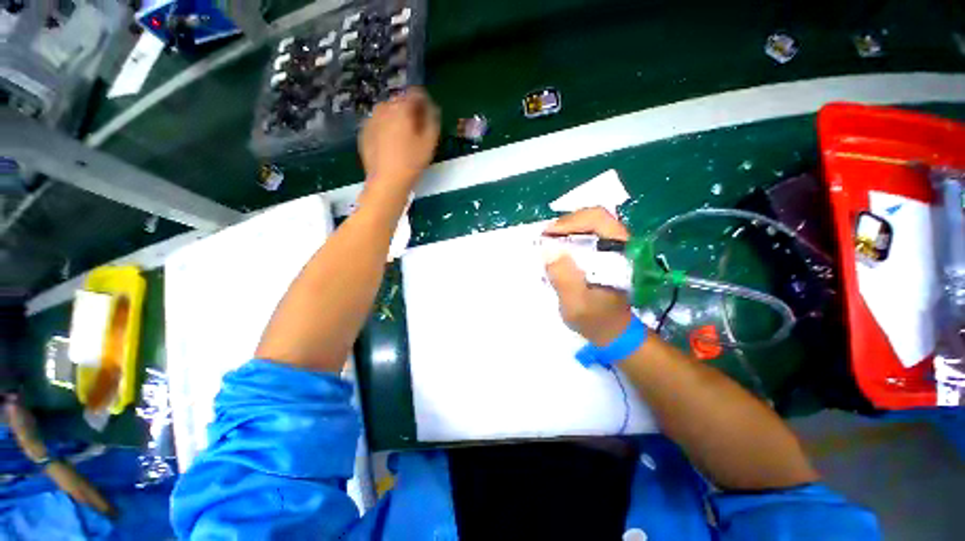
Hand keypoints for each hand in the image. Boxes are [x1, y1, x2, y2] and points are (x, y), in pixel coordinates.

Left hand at [359, 87, 439, 196]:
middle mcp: (383, 108)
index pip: (415, 93)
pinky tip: (391, 146)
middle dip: (410, 111)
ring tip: (404, 139)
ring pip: (388, 112)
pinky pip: (378, 124)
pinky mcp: (363, 132)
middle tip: (417, 130)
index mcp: (401, 108)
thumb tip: (431, 106)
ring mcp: (370, 119)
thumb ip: (432, 119)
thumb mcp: (430, 142)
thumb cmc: (412, 162)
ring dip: (397, 119)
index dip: (424, 102)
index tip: (428, 115)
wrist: (387, 181)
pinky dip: (386, 128)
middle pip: (400, 101)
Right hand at [543, 207, 632, 345]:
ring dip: (566, 230)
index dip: (570, 222)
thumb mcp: (576, 304)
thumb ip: (564, 278)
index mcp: (621, 252)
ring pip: (589, 224)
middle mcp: (620, 244)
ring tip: (548, 243)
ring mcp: (614, 247)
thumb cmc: (596, 320)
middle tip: (544, 238)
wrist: (614, 332)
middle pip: (593, 217)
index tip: (547, 235)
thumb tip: (548, 249)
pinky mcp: (606, 254)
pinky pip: (587, 235)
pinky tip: (559, 250)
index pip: (597, 219)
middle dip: (565, 224)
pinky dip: (569, 238)